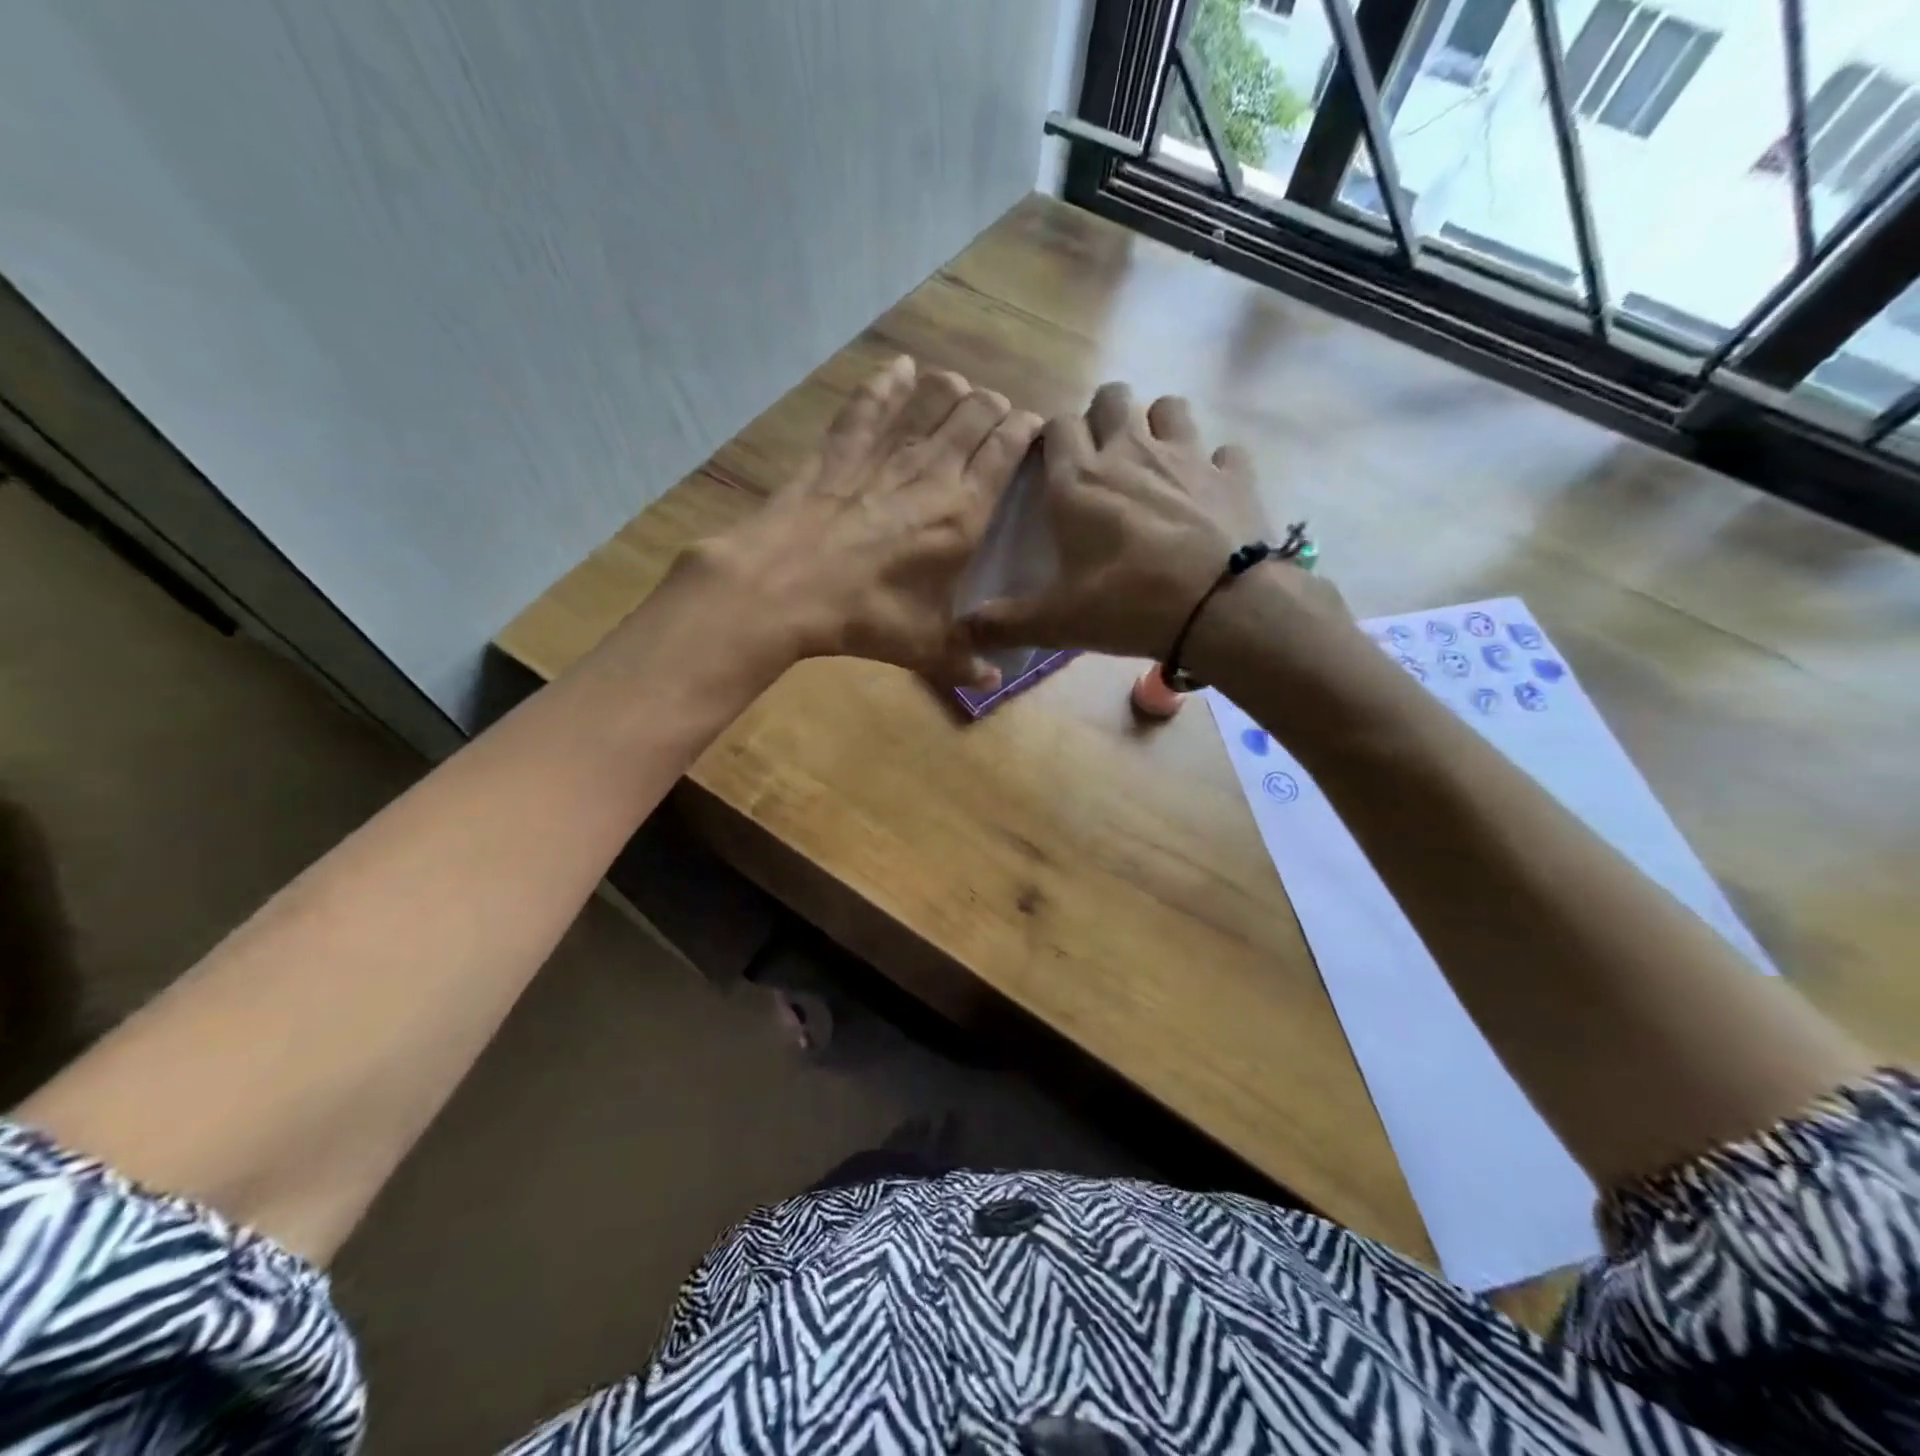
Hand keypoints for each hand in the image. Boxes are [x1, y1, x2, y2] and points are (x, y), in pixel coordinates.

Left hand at [694, 355, 1041, 688]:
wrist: (782, 589)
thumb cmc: (864, 617)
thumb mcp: (922, 647)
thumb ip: (964, 662)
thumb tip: (993, 684)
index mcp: (962, 513)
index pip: (1006, 450)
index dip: (1025, 432)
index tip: (1033, 429)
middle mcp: (931, 470)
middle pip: (975, 414)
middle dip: (994, 407)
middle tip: (997, 415)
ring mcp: (883, 453)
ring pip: (930, 399)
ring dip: (951, 389)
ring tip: (958, 389)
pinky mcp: (840, 448)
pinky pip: (870, 402)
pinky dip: (888, 381)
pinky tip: (900, 367)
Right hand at [965, 382, 1329, 660]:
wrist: (1220, 608)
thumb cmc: (1127, 605)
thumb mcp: (1055, 621)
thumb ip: (1003, 623)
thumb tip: (961, 632)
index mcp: (1079, 480)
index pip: (1056, 425)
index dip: (1052, 438)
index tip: (1053, 465)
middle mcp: (1130, 451)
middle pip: (1112, 397)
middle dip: (1103, 417)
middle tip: (1103, 459)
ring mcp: (1188, 456)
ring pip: (1169, 407)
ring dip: (1159, 426)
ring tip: (1156, 464)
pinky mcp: (1234, 474)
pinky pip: (1225, 452)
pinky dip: (1216, 467)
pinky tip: (1210, 494)